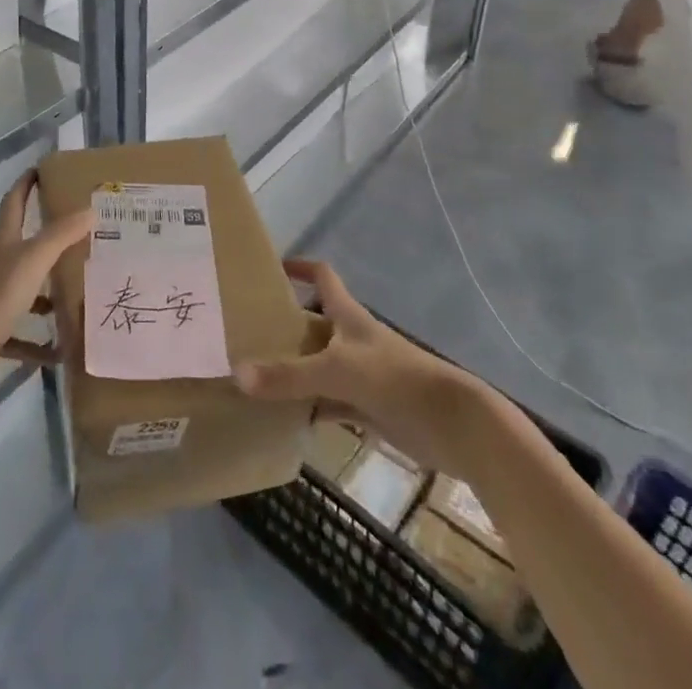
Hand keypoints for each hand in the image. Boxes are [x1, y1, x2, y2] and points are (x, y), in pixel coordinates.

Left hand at [0, 170, 91, 369]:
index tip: (36, 171)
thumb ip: (62, 234)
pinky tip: (56, 352)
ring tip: (63, 300)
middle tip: (54, 242)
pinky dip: (33, 342)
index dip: (24, 186)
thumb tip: (90, 209)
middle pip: (4, 244)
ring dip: (35, 294)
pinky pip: (14, 334)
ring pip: (12, 288)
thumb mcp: (35, 258)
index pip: (12, 203)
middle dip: (24, 240)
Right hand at [234, 260, 476, 471]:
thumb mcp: (337, 371)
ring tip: (256, 374)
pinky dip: (311, 408)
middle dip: (286, 326)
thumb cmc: (396, 379)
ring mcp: (362, 374)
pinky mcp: (371, 408)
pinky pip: (331, 403)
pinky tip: (285, 417)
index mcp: (349, 316)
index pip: (322, 277)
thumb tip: (237, 373)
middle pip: (315, 323)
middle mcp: (353, 339)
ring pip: (320, 366)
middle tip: (248, 331)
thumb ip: (289, 375)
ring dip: (295, 370)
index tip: (272, 267)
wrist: (454, 425)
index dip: (300, 267)